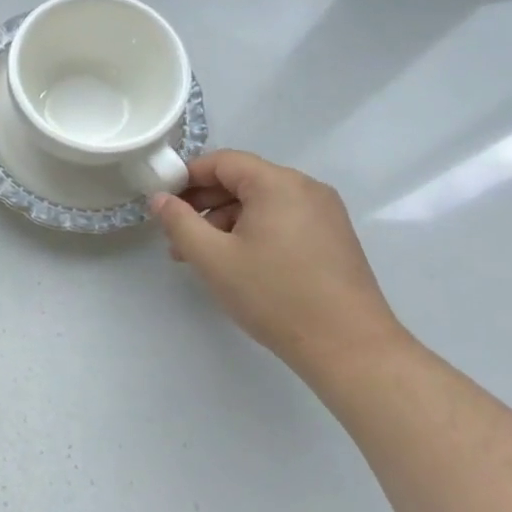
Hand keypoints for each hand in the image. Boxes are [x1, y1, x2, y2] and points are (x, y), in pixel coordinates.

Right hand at [150, 150, 405, 376]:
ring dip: (227, 223)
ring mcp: (325, 214)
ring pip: (262, 204)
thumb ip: (179, 222)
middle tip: (177, 237)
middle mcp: (305, 188)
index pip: (222, 162)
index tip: (164, 204)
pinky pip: (283, 221)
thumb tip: (159, 198)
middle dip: (205, 205)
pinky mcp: (334, 239)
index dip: (187, 178)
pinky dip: (254, 233)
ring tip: (203, 259)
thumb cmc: (276, 296)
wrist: (351, 350)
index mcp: (278, 183)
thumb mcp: (213, 258)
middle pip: (243, 181)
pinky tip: (239, 265)